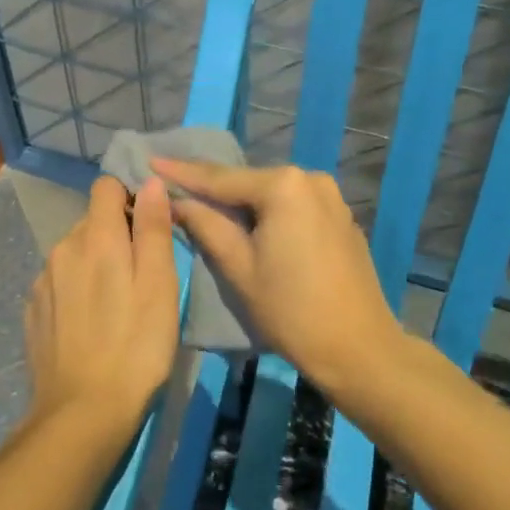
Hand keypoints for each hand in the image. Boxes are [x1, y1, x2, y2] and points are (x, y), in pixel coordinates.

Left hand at [23, 175, 180, 433]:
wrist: (82, 413)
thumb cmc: (136, 346)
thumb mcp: (159, 286)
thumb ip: (153, 229)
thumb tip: (149, 182)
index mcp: (95, 237)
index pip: (106, 187)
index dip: (129, 198)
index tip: (148, 229)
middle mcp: (62, 249)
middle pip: (91, 221)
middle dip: (115, 236)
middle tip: (140, 276)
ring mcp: (42, 281)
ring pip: (74, 253)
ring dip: (95, 264)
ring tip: (116, 305)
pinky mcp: (33, 310)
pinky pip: (59, 282)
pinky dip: (76, 290)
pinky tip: (89, 325)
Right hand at [152, 159, 407, 394]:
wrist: (359, 348)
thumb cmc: (291, 310)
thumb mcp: (238, 267)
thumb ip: (205, 225)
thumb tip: (176, 200)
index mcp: (284, 186)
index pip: (221, 178)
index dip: (182, 172)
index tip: (150, 160)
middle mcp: (310, 179)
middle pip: (247, 182)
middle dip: (212, 188)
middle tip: (173, 185)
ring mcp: (330, 197)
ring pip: (270, 195)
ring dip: (240, 202)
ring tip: (203, 204)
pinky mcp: (339, 217)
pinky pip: (292, 206)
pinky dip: (267, 213)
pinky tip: (248, 223)